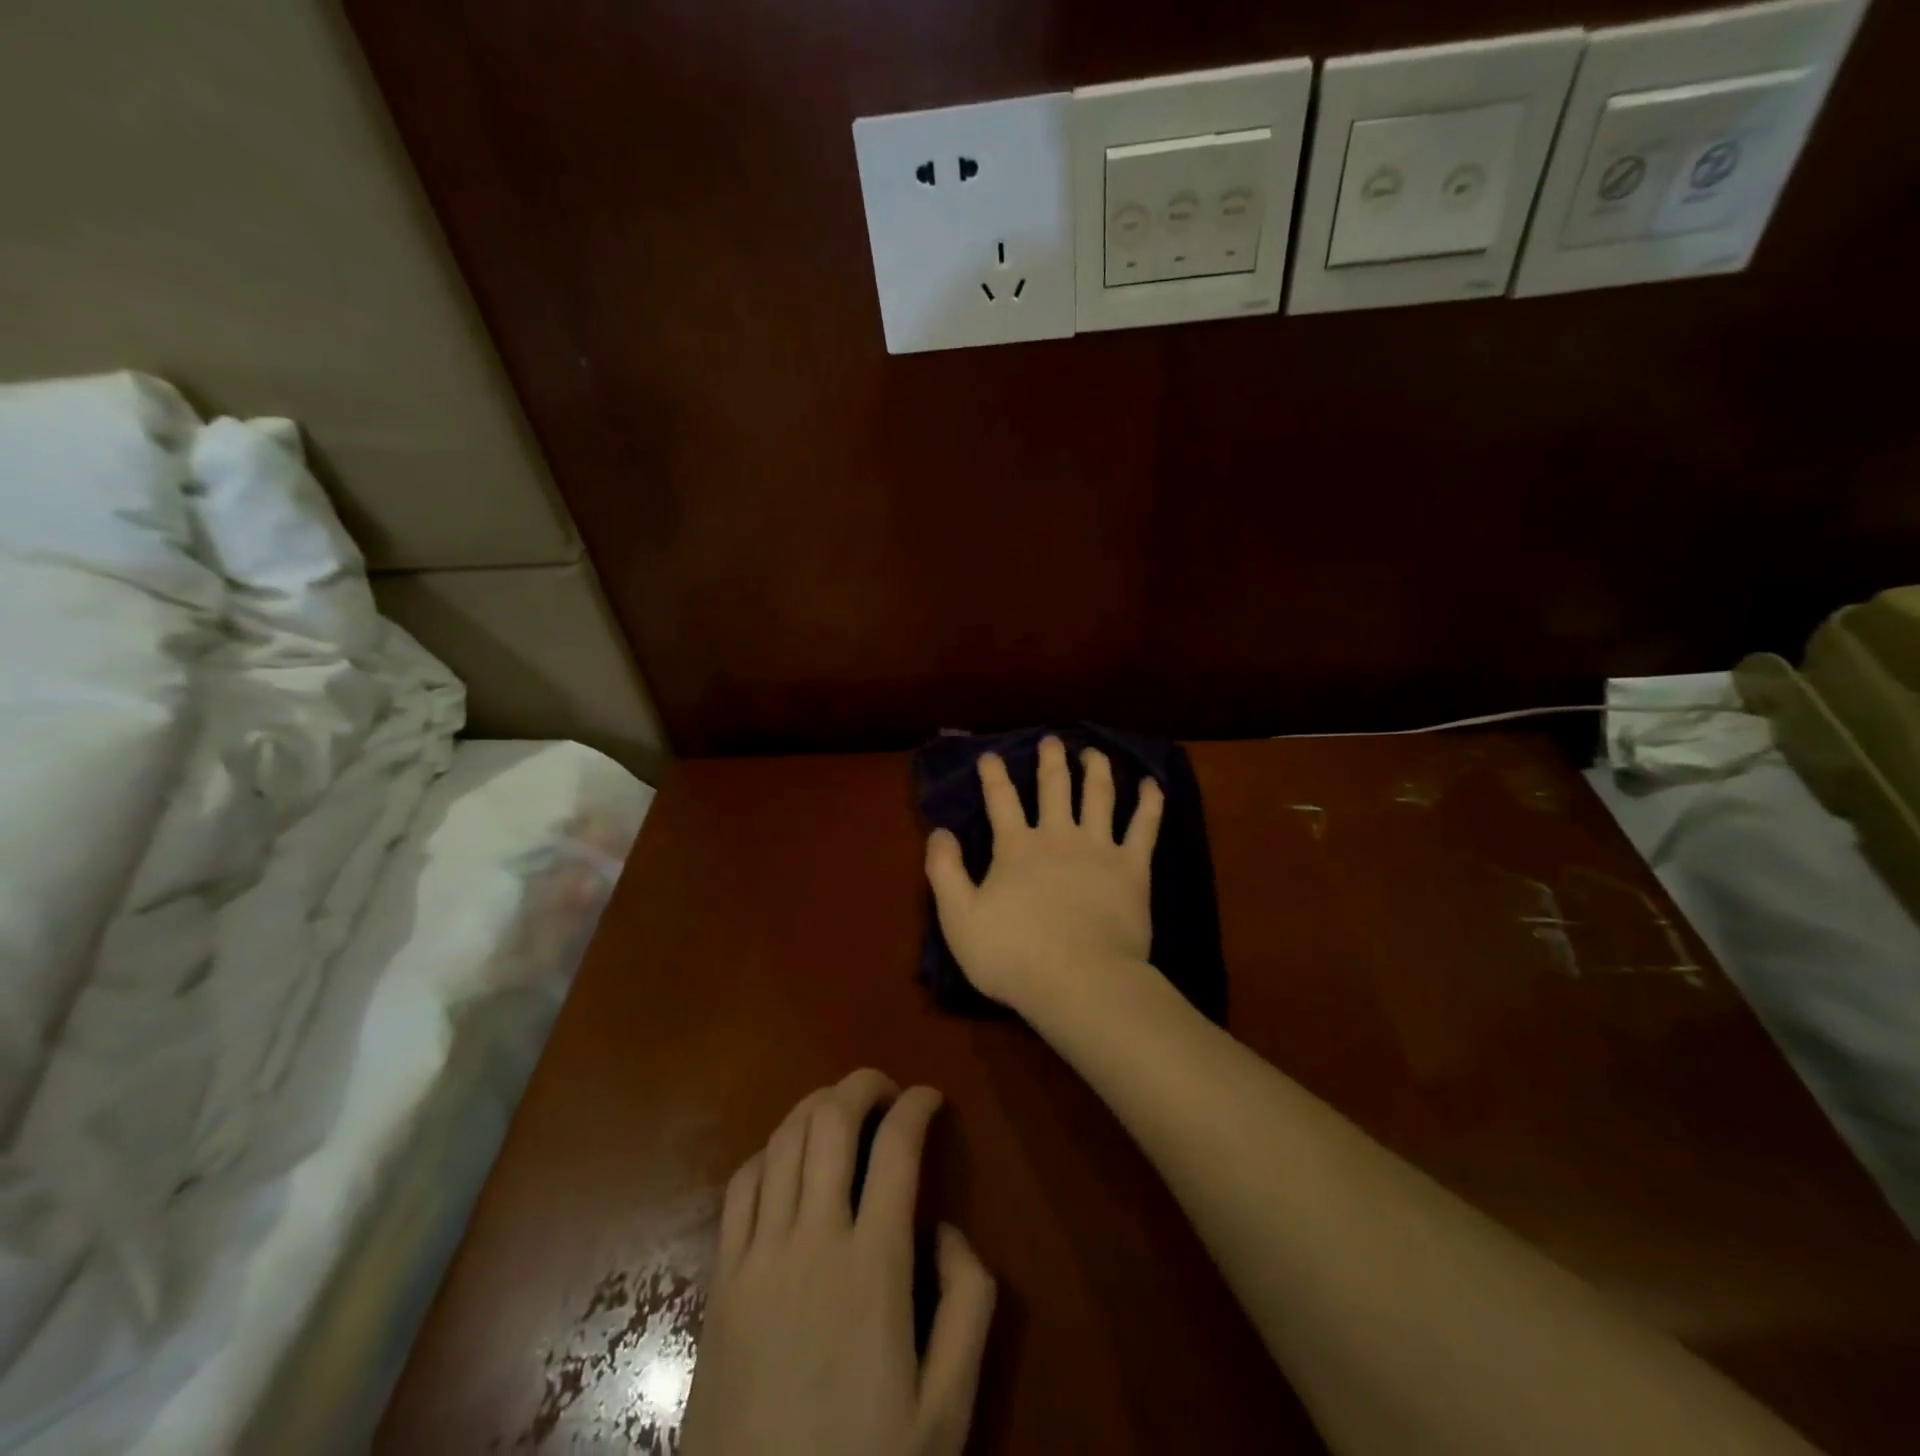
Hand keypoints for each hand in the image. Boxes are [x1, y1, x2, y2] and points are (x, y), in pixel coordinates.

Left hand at [680, 1069, 995, 1455]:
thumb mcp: (947, 1409)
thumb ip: (970, 1304)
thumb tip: (946, 1229)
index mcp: (874, 1266)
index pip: (897, 1148)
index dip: (918, 1106)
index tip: (931, 1098)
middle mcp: (812, 1240)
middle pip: (831, 1121)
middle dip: (863, 1086)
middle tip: (887, 1091)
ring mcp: (757, 1256)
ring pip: (784, 1141)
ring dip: (816, 1107)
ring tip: (842, 1110)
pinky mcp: (720, 1280)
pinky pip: (741, 1185)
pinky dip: (770, 1150)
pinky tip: (787, 1159)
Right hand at [924, 736, 1162, 1016]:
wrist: (1080, 981)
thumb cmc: (1013, 955)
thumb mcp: (959, 918)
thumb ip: (945, 871)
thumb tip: (940, 831)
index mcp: (1016, 847)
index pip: (1001, 800)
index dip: (994, 775)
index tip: (990, 754)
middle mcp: (1058, 836)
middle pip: (1055, 787)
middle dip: (1050, 760)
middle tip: (1051, 740)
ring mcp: (1099, 849)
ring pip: (1099, 796)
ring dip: (1096, 769)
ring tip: (1094, 752)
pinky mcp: (1132, 868)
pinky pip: (1144, 827)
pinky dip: (1150, 802)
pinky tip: (1152, 784)